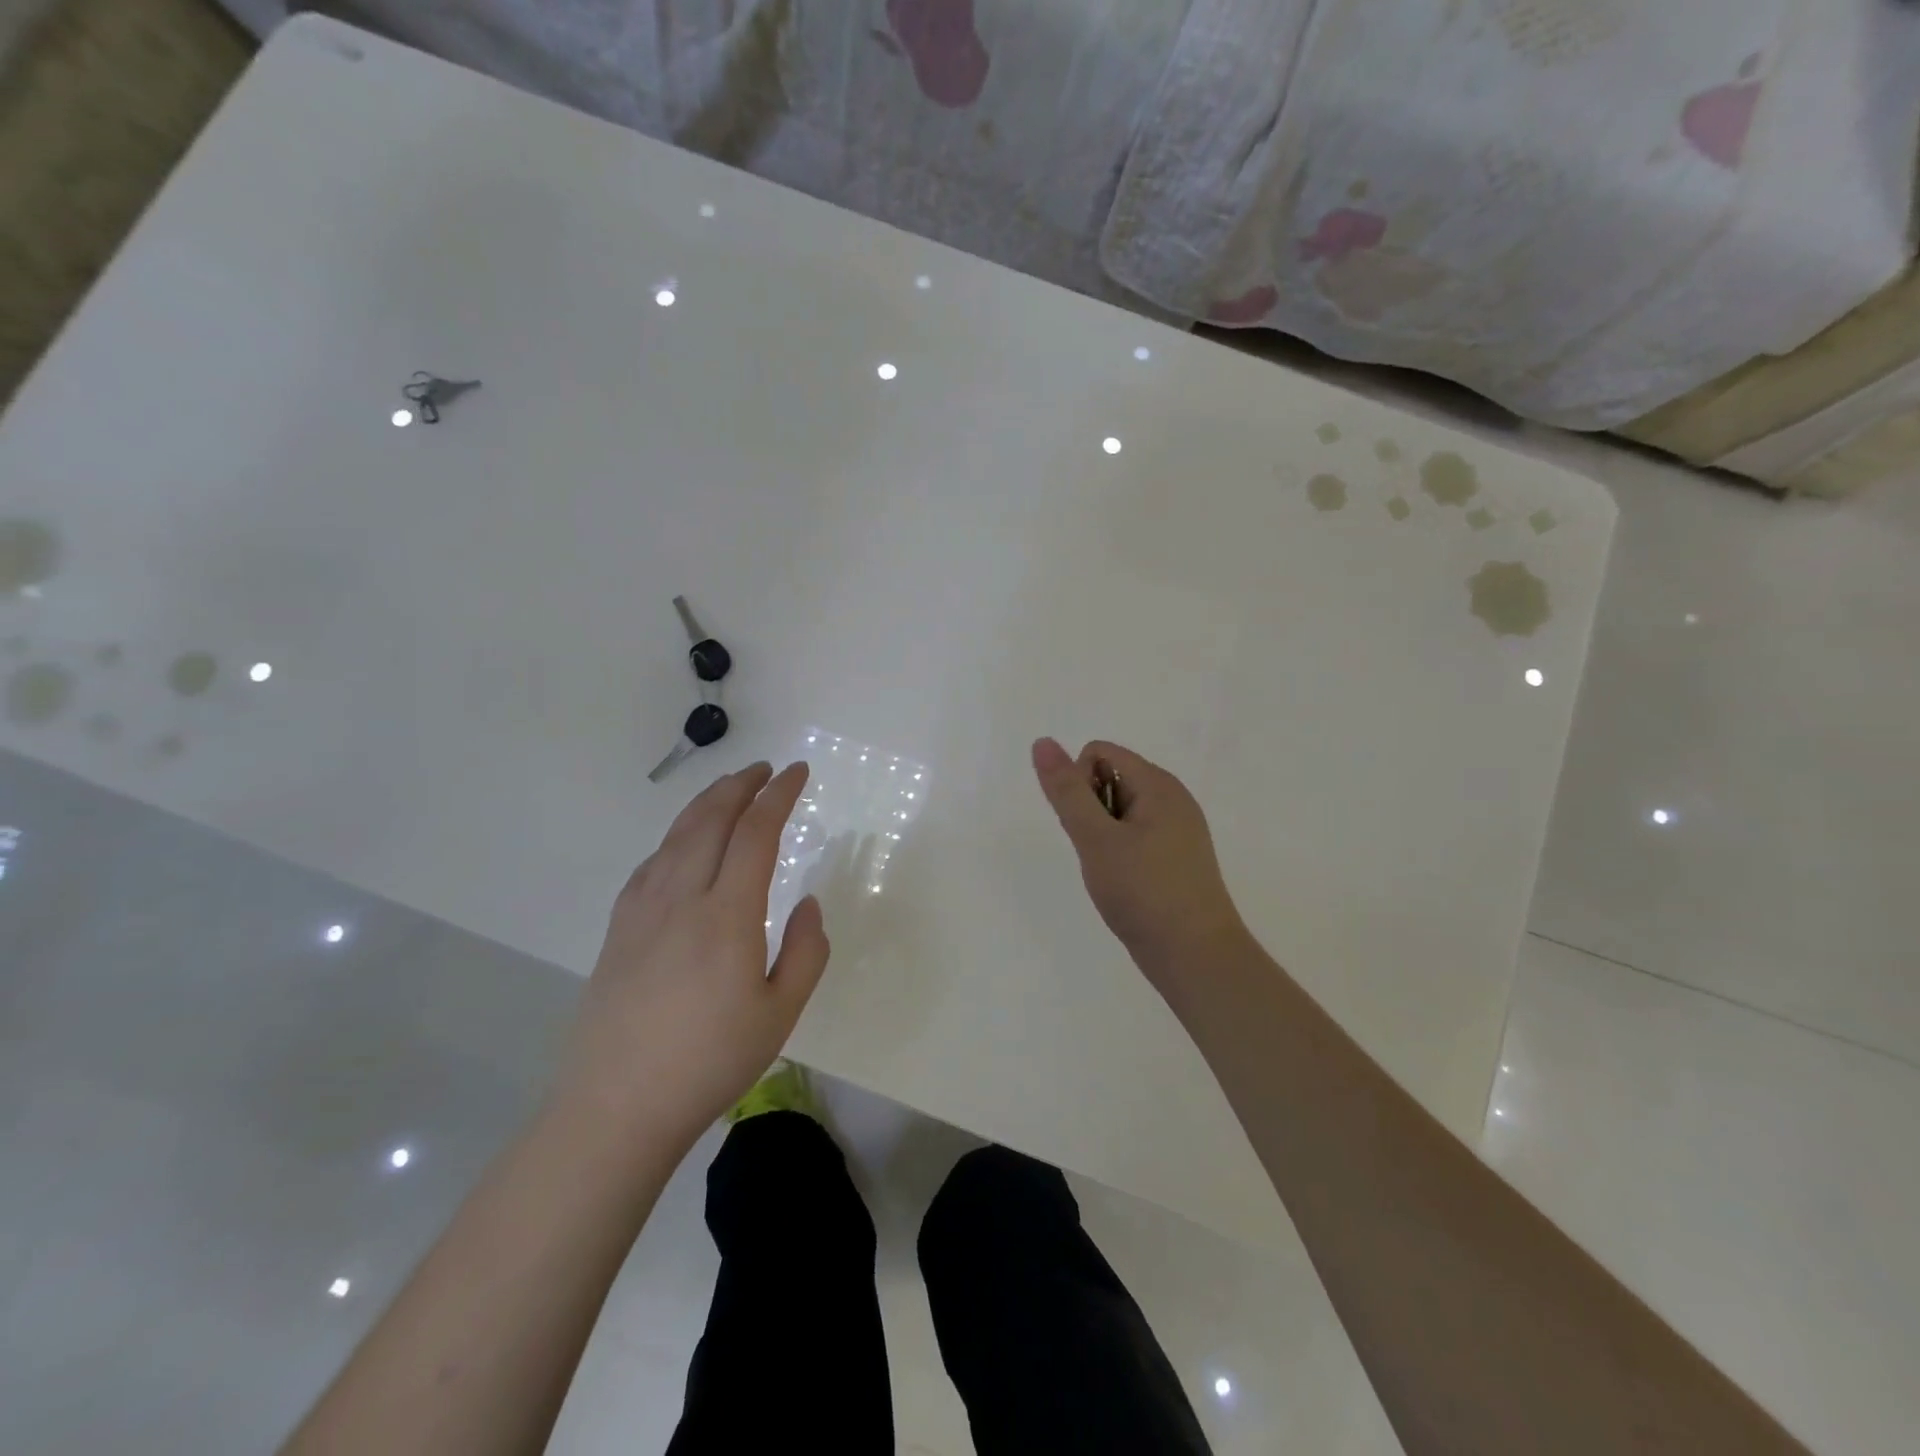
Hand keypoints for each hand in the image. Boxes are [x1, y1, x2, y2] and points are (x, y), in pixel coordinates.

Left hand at [552, 762, 830, 1150]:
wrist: (616, 1107)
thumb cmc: (710, 1062)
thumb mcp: (780, 1013)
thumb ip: (806, 951)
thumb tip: (809, 903)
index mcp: (727, 915)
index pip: (756, 833)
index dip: (779, 795)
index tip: (797, 773)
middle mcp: (681, 898)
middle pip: (710, 819)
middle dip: (741, 785)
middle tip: (765, 770)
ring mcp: (642, 911)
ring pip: (676, 835)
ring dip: (707, 803)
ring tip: (730, 790)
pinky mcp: (618, 928)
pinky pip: (651, 863)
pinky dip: (676, 837)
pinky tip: (683, 845)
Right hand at [1031, 737, 1248, 983]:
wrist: (1196, 957)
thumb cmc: (1143, 892)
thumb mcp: (1096, 838)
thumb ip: (1067, 791)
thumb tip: (1043, 741)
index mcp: (1158, 784)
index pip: (1099, 753)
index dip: (1079, 784)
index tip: (1086, 827)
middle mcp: (1172, 798)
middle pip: (1111, 778)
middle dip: (1091, 810)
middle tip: (1099, 853)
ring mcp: (1178, 829)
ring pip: (1120, 811)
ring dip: (1102, 834)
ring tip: (1111, 872)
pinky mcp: (1177, 857)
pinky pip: (1135, 835)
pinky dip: (1120, 852)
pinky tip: (1124, 883)